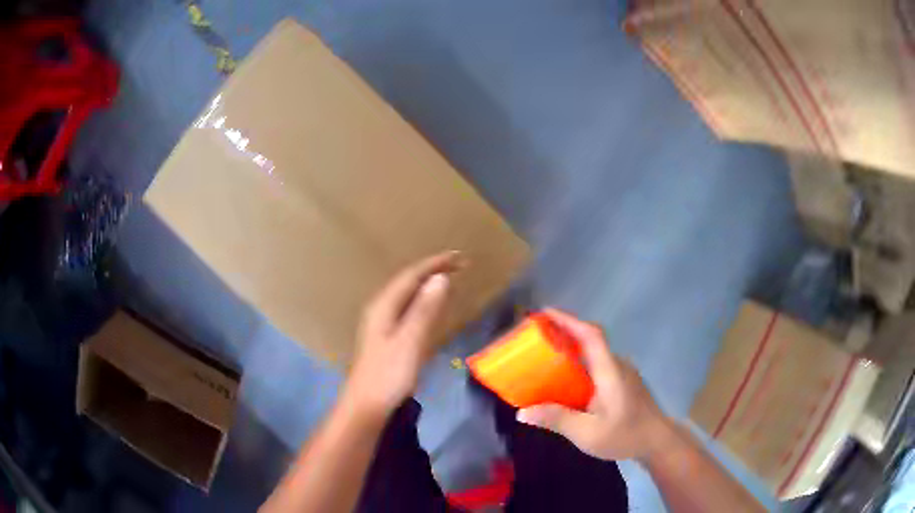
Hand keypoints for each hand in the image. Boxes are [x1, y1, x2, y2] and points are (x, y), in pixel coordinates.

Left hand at [343, 251, 462, 418]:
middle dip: (432, 270)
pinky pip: (407, 308)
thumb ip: (424, 310)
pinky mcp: (385, 337)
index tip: (459, 257)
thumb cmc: (388, 374)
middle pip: (407, 281)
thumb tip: (440, 278)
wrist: (367, 404)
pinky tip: (430, 307)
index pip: (411, 275)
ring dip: (427, 284)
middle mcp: (380, 309)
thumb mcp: (410, 341)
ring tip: (448, 278)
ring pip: (407, 295)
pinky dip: (423, 301)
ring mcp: (381, 323)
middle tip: (459, 265)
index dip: (435, 264)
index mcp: (384, 306)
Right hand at [516, 308, 672, 462]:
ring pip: (592, 354)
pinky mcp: (621, 383)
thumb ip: (557, 419)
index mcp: (610, 371)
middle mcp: (616, 365)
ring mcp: (621, 373)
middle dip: (562, 334)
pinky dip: (578, 366)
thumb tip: (521, 412)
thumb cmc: (626, 435)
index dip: (568, 320)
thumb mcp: (588, 433)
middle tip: (535, 339)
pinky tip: (565, 383)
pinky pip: (596, 366)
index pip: (591, 335)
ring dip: (570, 351)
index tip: (544, 314)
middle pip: (589, 341)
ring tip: (543, 359)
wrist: (658, 441)